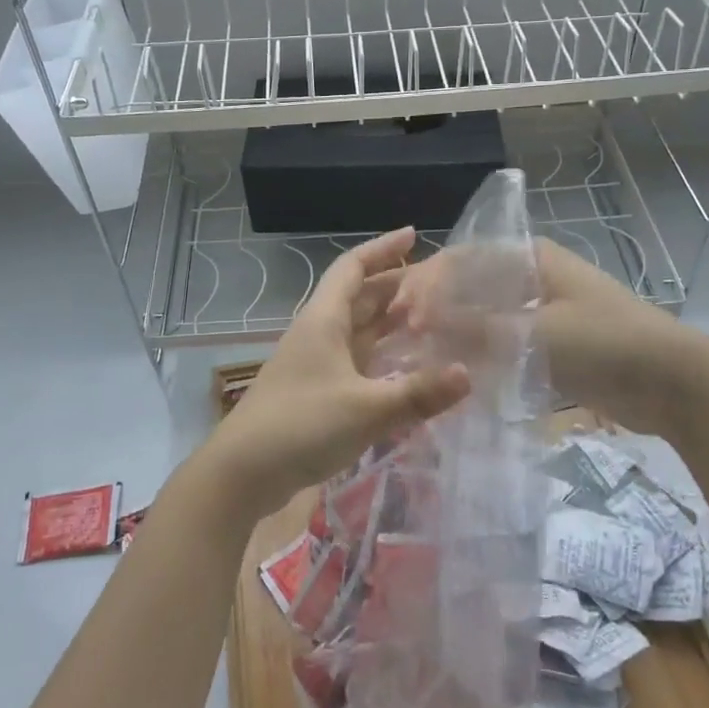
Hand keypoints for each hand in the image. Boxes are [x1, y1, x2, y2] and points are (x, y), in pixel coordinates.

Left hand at [201, 228, 469, 519]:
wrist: (241, 473)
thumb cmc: (301, 426)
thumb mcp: (366, 410)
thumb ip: (417, 394)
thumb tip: (467, 374)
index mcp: (323, 321)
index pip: (353, 268)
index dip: (381, 248)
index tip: (413, 234)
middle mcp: (317, 334)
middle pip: (357, 297)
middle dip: (394, 285)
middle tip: (437, 286)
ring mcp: (313, 364)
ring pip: (356, 330)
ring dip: (387, 321)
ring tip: (428, 320)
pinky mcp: (314, 393)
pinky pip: (353, 361)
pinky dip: (379, 356)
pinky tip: (402, 369)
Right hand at [393, 237, 706, 435]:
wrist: (674, 383)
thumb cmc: (606, 343)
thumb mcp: (537, 333)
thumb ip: (477, 327)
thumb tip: (421, 321)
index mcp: (530, 259)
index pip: (463, 259)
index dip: (427, 283)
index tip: (402, 316)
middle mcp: (532, 276)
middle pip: (470, 285)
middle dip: (436, 308)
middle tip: (404, 338)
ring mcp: (542, 310)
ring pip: (484, 315)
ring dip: (455, 332)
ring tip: (421, 357)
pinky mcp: (551, 343)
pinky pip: (503, 342)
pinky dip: (479, 353)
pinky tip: (457, 372)